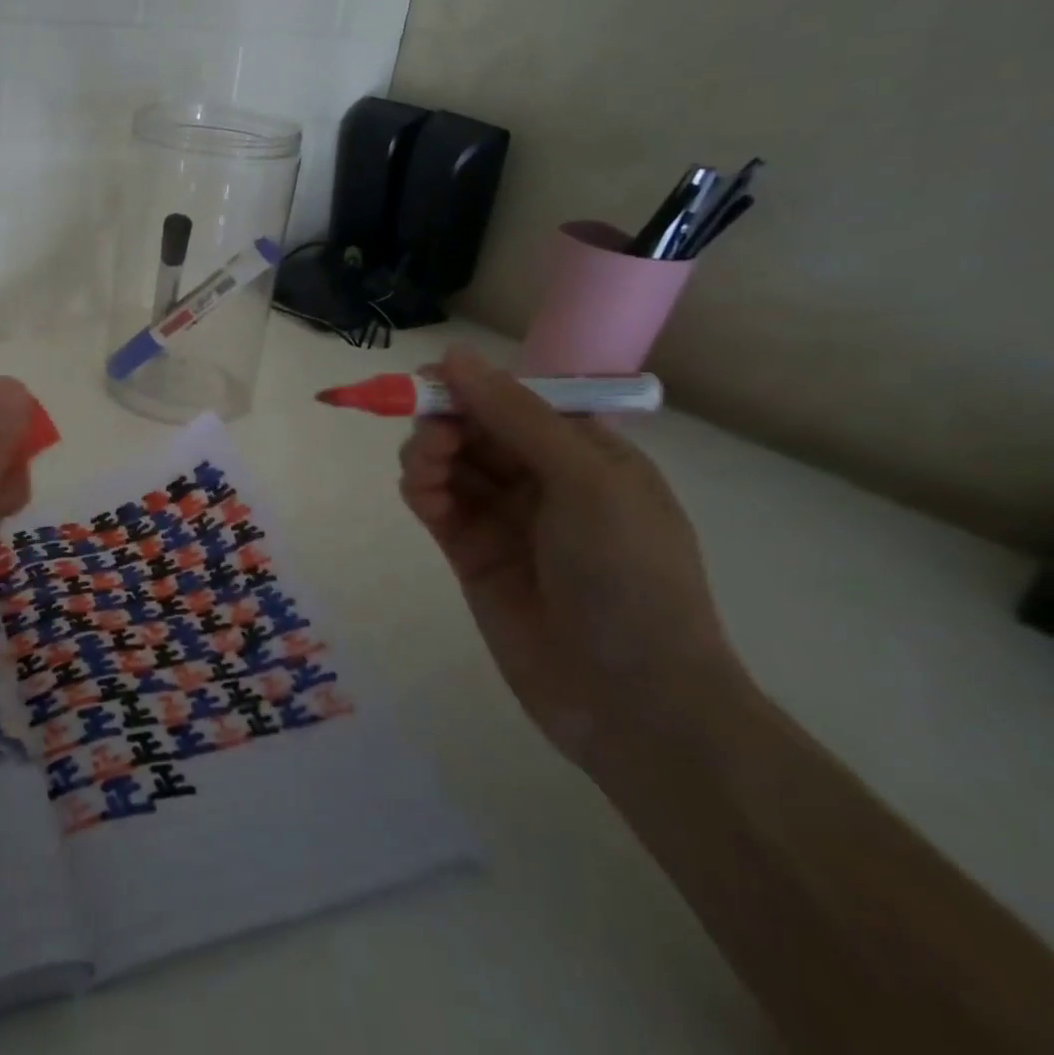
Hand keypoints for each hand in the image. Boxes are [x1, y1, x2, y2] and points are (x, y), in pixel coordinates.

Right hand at [399, 349, 746, 769]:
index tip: (427, 381)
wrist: (632, 700)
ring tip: (426, 472)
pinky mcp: (470, 553)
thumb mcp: (586, 481)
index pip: (516, 400)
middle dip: (445, 421)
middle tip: (433, 438)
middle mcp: (543, 479)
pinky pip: (436, 503)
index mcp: (586, 453)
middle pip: (474, 427)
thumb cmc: (628, 576)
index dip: (472, 386)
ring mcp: (504, 518)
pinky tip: (422, 494)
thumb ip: (516, 416)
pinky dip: (421, 489)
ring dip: (428, 453)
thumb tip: (453, 354)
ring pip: (449, 462)